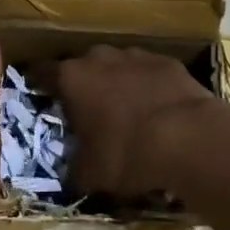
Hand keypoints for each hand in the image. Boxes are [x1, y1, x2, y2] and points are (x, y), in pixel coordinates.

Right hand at [35, 46, 222, 198]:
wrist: (191, 139)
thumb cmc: (128, 153)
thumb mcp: (91, 173)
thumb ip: (74, 168)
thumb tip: (71, 173)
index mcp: (72, 78)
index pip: (42, 73)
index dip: (38, 84)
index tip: (38, 95)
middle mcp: (99, 58)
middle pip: (81, 65)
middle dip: (81, 83)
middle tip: (84, 108)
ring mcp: (136, 56)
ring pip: (116, 65)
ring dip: (115, 81)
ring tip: (122, 108)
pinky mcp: (168, 62)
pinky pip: (148, 72)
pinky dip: (146, 85)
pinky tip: (155, 108)